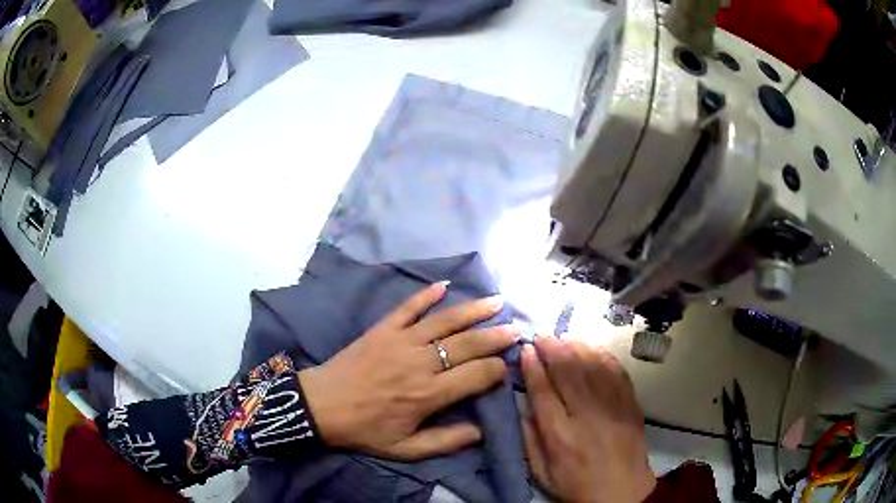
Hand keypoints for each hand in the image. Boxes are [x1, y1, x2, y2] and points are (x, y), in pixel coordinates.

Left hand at [298, 282, 517, 459]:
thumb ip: (445, 442)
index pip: (477, 375)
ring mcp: (401, 341)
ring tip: (497, 301)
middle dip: (497, 336)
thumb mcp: (405, 449)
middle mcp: (421, 363)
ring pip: (445, 321)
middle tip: (517, 328)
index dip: (497, 370)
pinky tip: (443, 285)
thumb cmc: (365, 430)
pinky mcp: (383, 329)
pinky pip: (408, 307)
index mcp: (429, 394)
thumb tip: (480, 431)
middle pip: (468, 344)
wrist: (321, 406)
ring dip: (474, 310)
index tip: (505, 368)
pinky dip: (426, 295)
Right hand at [521, 336, 655, 502]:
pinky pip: (617, 373)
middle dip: (553, 349)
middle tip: (542, 335)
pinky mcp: (631, 405)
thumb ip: (529, 440)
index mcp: (559, 436)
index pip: (543, 392)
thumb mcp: (541, 473)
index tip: (526, 350)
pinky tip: (593, 348)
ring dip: (577, 347)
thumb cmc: (576, 486)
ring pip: (593, 367)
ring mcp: (612, 408)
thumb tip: (521, 406)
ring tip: (564, 336)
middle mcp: (586, 416)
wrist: (621, 493)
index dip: (533, 368)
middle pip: (568, 373)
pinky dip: (604, 356)